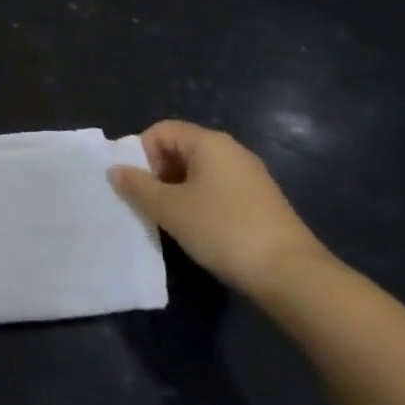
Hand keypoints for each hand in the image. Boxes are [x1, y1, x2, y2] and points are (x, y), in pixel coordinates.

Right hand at [109, 121, 326, 297]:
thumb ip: (138, 186)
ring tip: (168, 221)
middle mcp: (231, 150)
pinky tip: (196, 230)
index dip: (140, 153)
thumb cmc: (222, 229)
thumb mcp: (170, 209)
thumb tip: (115, 170)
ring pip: (198, 172)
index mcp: (209, 143)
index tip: (135, 186)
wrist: (290, 273)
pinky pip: (216, 190)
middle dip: (156, 174)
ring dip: (176, 191)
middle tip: (147, 206)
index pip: (161, 131)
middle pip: (179, 149)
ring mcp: (248, 176)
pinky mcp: (259, 200)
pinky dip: (198, 203)